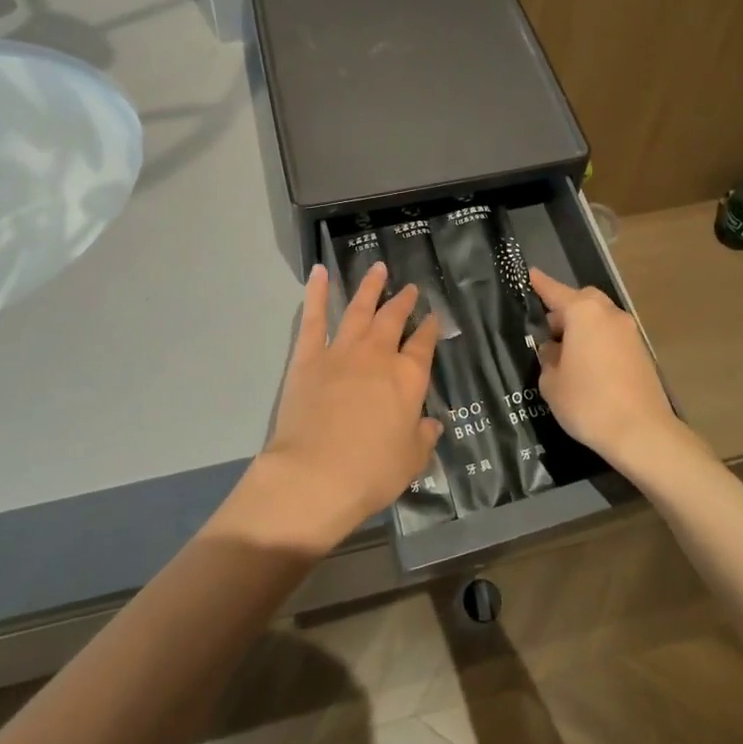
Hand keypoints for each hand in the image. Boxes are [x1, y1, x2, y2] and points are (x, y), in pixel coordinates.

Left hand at [228, 262, 441, 555]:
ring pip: (359, 309)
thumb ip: (423, 439)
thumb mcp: (410, 461)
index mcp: (408, 378)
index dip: (430, 330)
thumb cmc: (370, 472)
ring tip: (378, 268)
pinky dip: (317, 293)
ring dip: (370, 287)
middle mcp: (378, 356)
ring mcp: (341, 351)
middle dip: (403, 302)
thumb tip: (432, 425)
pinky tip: (319, 272)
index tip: (433, 317)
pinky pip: (314, 318)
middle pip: (393, 320)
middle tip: (410, 288)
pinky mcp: (308, 357)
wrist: (315, 475)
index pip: (423, 346)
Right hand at [529, 267, 682, 473]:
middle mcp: (608, 314)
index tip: (529, 273)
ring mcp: (629, 332)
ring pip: (599, 318)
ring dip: (582, 327)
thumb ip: (548, 359)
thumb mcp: (552, 383)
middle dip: (563, 310)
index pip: (554, 291)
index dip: (539, 283)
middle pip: (581, 300)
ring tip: (566, 354)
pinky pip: (611, 335)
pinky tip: (587, 367)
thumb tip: (555, 350)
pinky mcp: (641, 351)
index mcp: (583, 313)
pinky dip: (597, 341)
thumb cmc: (588, 403)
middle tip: (548, 332)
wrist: (642, 432)